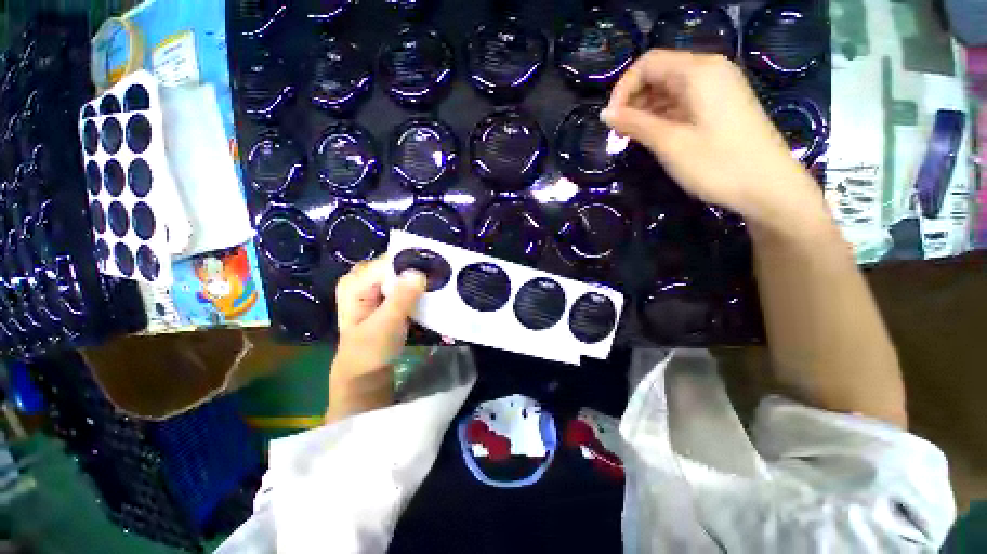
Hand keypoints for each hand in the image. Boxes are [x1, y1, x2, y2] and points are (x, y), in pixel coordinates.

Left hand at [326, 259, 426, 422]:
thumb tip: (418, 272)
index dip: (413, 265)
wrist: (364, 370)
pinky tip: (427, 293)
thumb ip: (401, 299)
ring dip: (419, 280)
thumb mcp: (385, 326)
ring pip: (401, 273)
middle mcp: (362, 276)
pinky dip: (416, 287)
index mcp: (355, 281)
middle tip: (439, 280)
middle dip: (417, 271)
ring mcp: (371, 284)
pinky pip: (402, 282)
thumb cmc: (370, 350)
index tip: (435, 273)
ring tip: (437, 286)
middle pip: (396, 264)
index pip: (388, 263)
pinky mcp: (382, 292)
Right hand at [601, 50, 823, 227]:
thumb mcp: (670, 143)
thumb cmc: (717, 164)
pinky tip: (654, 136)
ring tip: (632, 138)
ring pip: (670, 89)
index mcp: (699, 71)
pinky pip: (684, 102)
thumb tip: (605, 114)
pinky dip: (663, 116)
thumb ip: (636, 124)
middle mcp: (710, 71)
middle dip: (633, 100)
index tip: (611, 120)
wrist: (768, 187)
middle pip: (659, 73)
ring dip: (646, 110)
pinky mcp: (721, 106)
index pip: (648, 63)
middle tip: (619, 133)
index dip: (623, 88)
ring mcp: (718, 88)